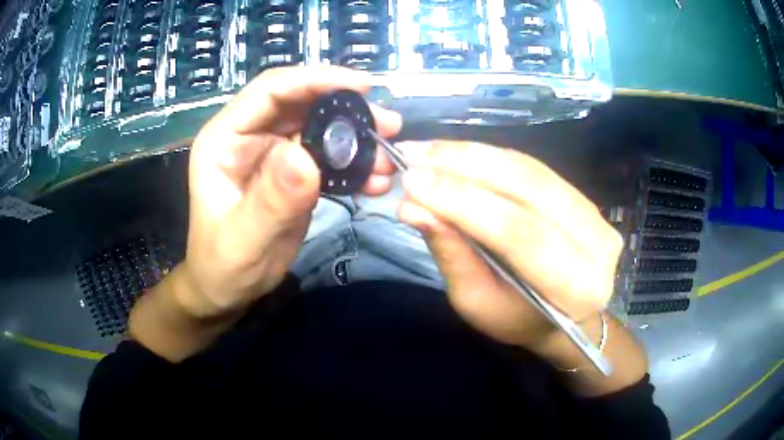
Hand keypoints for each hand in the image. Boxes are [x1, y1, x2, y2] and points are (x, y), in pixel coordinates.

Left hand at [182, 66, 401, 317]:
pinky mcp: (290, 172)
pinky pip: (326, 155)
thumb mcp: (244, 239)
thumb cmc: (224, 265)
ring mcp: (271, 152)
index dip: (315, 79)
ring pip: (319, 126)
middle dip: (347, 108)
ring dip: (356, 136)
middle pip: (302, 103)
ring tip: (387, 156)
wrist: (226, 288)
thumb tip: (306, 157)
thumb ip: (271, 200)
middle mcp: (249, 135)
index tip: (363, 87)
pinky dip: (352, 163)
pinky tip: (374, 179)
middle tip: (389, 125)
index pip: (271, 90)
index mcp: (225, 138)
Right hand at [397, 141, 622, 347]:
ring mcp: (594, 212)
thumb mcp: (477, 302)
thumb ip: (452, 253)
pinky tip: (456, 153)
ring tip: (426, 150)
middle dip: (464, 167)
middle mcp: (596, 242)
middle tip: (412, 155)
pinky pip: (531, 166)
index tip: (412, 182)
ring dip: (472, 155)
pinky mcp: (581, 194)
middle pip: (527, 189)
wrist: (563, 313)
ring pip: (528, 170)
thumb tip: (413, 207)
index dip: (464, 202)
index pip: (520, 233)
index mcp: (576, 287)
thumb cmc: (518, 319)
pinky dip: (489, 156)